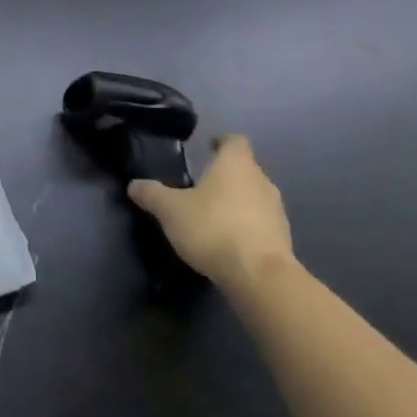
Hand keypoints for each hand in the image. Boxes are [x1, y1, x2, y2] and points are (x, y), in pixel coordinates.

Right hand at [129, 135, 293, 293]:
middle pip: (244, 169)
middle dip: (224, 176)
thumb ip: (152, 194)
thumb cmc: (213, 228)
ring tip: (212, 216)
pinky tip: (227, 241)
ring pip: (253, 196)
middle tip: (200, 187)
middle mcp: (261, 180)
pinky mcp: (282, 237)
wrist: (258, 275)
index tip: (206, 148)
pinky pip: (260, 222)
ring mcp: (276, 210)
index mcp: (236, 165)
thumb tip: (134, 184)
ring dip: (236, 202)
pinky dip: (245, 226)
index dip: (220, 142)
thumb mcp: (170, 211)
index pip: (234, 140)